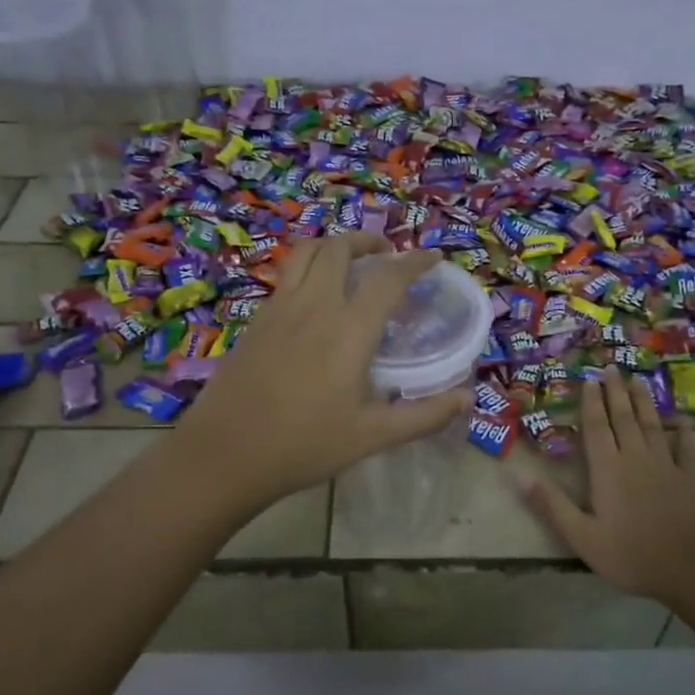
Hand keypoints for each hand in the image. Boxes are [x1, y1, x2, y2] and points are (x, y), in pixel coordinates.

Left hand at [174, 233, 470, 510]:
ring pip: (306, 253)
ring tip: (349, 260)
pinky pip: (286, 276)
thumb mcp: (373, 436)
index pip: (388, 278)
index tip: (433, 257)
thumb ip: (424, 415)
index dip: (415, 261)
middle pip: (339, 248)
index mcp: (349, 330)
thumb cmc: (305, 445)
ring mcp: (278, 309)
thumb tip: (468, 398)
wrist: (226, 454)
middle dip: (368, 241)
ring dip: (333, 245)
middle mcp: (314, 306)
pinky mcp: (256, 321)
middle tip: (386, 253)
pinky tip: (313, 296)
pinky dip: (307, 268)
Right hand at [522, 369, 694, 608]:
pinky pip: (686, 448)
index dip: (592, 403)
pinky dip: (684, 431)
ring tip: (638, 380)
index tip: (590, 380)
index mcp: (607, 470)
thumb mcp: (582, 536)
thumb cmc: (631, 554)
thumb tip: (519, 475)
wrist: (692, 568)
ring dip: (644, 402)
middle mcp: (636, 458)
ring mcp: (666, 465)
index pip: (597, 428)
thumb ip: (551, 504)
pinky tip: (684, 418)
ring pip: (652, 425)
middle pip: (624, 418)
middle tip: (612, 367)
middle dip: (616, 392)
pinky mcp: (689, 478)